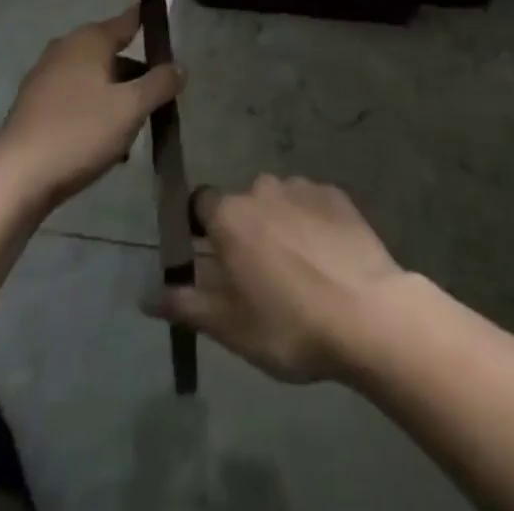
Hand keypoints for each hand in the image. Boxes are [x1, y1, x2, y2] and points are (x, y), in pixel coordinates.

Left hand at [0, 10, 183, 206]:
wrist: (16, 179)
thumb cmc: (79, 132)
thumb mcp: (131, 109)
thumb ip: (160, 84)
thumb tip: (179, 66)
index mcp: (89, 40)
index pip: (128, 20)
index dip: (149, 22)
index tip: (167, 25)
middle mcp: (65, 49)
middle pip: (111, 52)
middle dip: (135, 71)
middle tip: (158, 92)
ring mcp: (45, 76)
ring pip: (92, 78)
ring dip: (115, 95)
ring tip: (134, 124)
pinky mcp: (33, 105)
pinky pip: (74, 98)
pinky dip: (93, 110)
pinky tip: (104, 141)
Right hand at [145, 175, 407, 383]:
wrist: (368, 313)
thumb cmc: (290, 325)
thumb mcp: (230, 327)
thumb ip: (186, 304)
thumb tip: (144, 296)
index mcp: (231, 215)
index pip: (200, 203)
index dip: (201, 229)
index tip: (210, 260)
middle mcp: (263, 188)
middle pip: (242, 204)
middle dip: (244, 231)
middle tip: (258, 277)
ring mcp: (303, 187)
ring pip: (278, 201)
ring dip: (279, 225)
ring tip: (298, 271)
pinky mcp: (337, 195)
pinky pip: (311, 203)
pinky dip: (311, 223)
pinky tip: (326, 259)